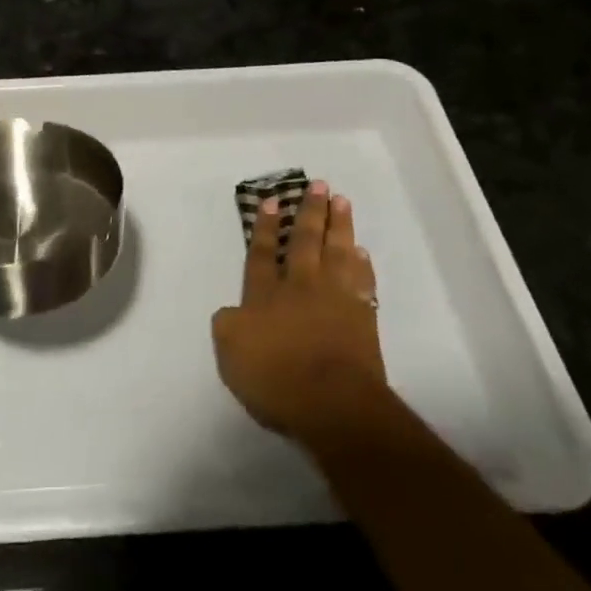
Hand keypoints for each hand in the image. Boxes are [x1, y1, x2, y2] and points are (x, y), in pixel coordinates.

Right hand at [212, 183, 391, 450]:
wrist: (334, 405)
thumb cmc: (277, 379)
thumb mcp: (231, 354)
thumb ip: (227, 325)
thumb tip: (232, 311)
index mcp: (264, 294)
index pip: (262, 253)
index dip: (265, 226)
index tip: (272, 200)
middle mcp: (300, 286)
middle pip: (305, 241)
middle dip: (310, 211)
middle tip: (318, 185)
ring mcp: (335, 299)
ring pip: (338, 251)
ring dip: (340, 225)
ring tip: (342, 201)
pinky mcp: (363, 318)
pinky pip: (363, 281)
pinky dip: (361, 264)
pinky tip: (361, 251)